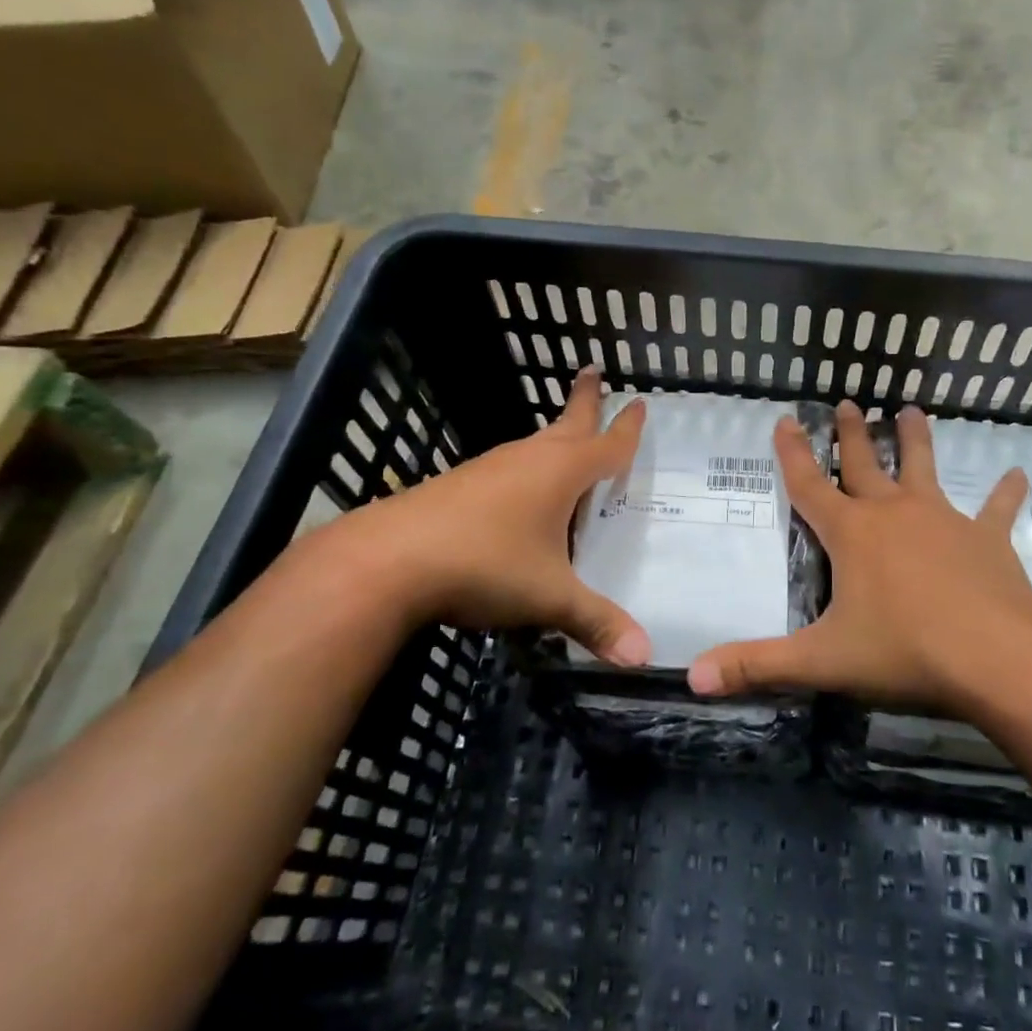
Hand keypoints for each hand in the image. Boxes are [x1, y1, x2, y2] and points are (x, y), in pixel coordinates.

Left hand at [345, 367, 651, 664]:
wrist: (387, 561)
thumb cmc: (484, 564)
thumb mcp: (549, 597)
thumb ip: (597, 623)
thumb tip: (644, 659)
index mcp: (561, 472)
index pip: (607, 444)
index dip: (627, 428)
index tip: (639, 403)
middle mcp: (528, 460)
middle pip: (566, 423)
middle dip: (584, 400)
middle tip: (592, 372)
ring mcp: (488, 470)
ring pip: (533, 446)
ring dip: (554, 438)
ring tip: (567, 443)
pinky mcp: (459, 487)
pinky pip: (507, 470)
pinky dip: (526, 471)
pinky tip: (520, 496)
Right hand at [689, 400, 1031, 710]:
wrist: (996, 657)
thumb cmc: (904, 651)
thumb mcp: (822, 661)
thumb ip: (756, 665)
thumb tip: (692, 676)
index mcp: (852, 534)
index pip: (809, 485)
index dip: (792, 453)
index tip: (786, 419)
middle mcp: (894, 514)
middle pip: (865, 465)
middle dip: (853, 435)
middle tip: (849, 403)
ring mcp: (944, 521)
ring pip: (925, 469)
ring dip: (916, 440)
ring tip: (912, 411)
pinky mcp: (987, 540)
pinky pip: (996, 510)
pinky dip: (1006, 493)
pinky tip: (1019, 474)